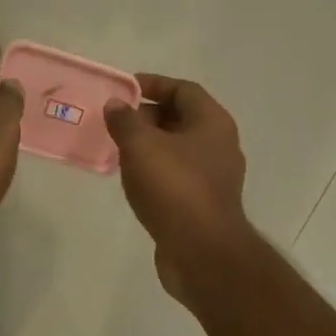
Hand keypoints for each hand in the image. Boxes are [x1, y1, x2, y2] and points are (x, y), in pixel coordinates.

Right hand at [104, 73, 254, 301]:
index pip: (183, 89)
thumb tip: (115, 105)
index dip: (153, 84)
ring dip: (150, 147)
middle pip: (182, 119)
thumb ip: (125, 121)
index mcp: (212, 123)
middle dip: (148, 117)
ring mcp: (215, 178)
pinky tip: (134, 182)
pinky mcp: (204, 204)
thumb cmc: (174, 188)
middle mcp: (220, 146)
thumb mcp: (141, 146)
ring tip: (118, 151)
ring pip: (178, 150)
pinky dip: (156, 172)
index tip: (123, 90)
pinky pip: (177, 177)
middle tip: (116, 123)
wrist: (201, 251)